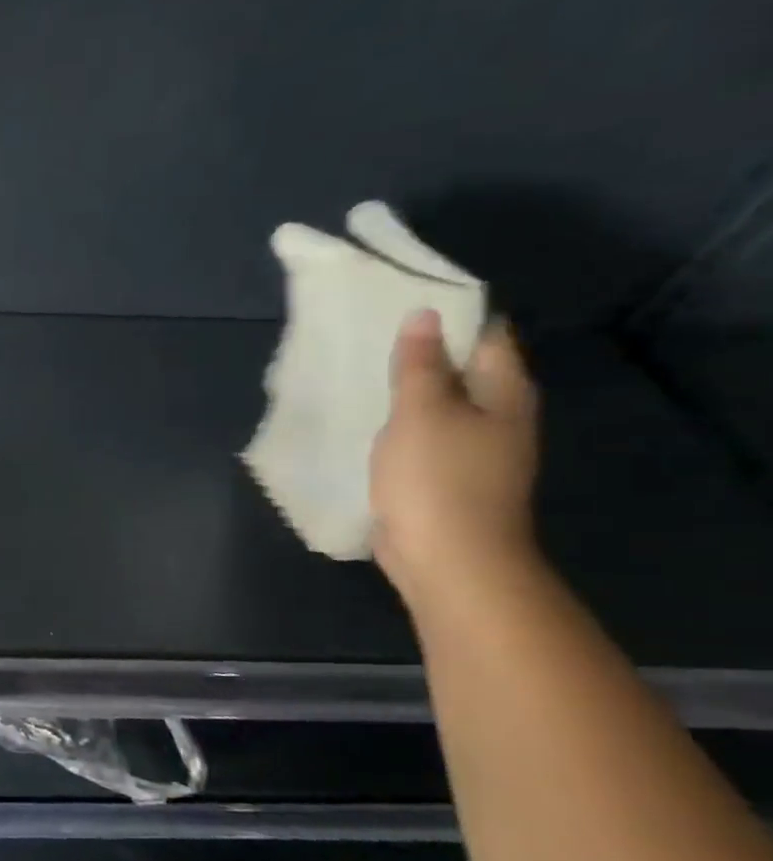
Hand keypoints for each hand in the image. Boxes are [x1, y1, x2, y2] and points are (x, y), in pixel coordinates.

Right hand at [371, 310, 540, 606]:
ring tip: (357, 372)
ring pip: (437, 405)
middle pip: (460, 370)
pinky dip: (396, 424)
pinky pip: (420, 436)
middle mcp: (497, 416)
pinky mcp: (444, 477)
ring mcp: (472, 450)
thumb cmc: (438, 479)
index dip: (449, 316)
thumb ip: (419, 365)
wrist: (448, 559)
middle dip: (419, 352)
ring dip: (403, 391)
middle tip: (366, 334)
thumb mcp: (422, 413)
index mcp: (504, 393)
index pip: (485, 336)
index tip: (400, 301)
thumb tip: (423, 317)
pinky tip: (363, 420)